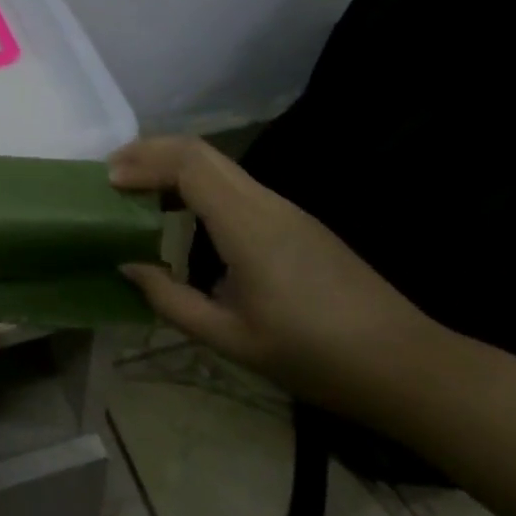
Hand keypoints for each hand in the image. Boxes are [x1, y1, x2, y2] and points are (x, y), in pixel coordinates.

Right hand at [113, 137, 432, 417]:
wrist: (408, 366)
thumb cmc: (316, 356)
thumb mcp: (233, 340)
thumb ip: (171, 301)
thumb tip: (127, 266)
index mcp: (246, 224)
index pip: (186, 164)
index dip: (142, 163)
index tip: (108, 182)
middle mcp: (263, 201)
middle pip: (198, 149)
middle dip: (150, 151)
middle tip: (113, 174)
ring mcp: (283, 207)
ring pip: (216, 162)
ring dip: (171, 164)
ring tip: (137, 189)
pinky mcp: (294, 220)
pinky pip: (233, 183)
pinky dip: (195, 181)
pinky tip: (182, 212)